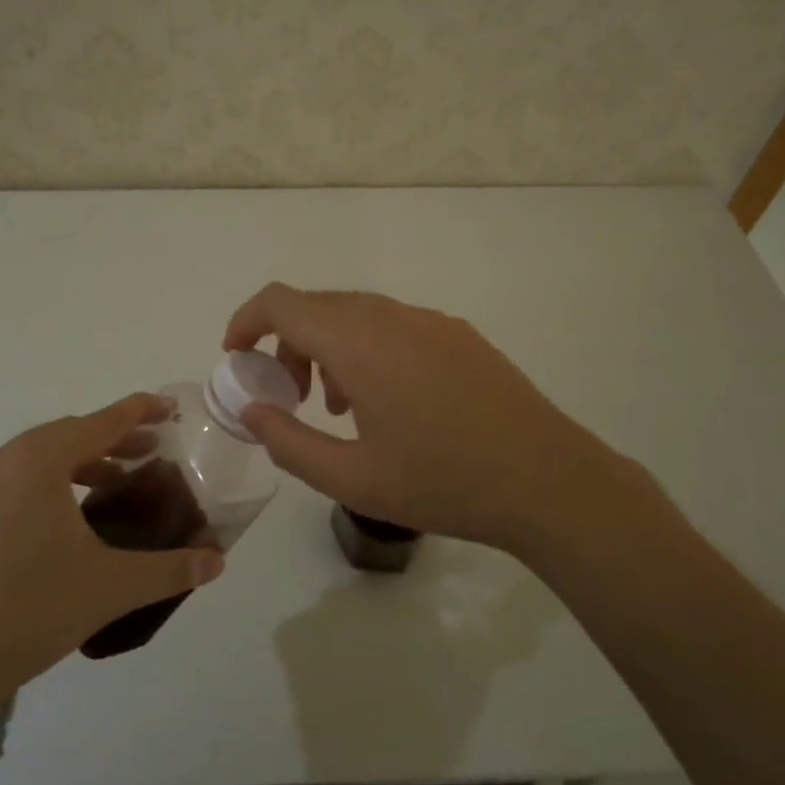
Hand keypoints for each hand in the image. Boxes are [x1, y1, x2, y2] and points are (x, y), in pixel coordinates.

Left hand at [0, 394, 223, 714]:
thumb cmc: (29, 611)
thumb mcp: (110, 587)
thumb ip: (168, 569)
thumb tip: (216, 562)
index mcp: (37, 460)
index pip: (101, 421)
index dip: (140, 411)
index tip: (170, 408)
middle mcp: (1, 460)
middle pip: (69, 436)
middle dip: (113, 441)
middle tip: (151, 452)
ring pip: (36, 460)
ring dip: (79, 465)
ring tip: (112, 486)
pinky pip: (11, 485)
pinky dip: (46, 487)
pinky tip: (61, 525)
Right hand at [223, 284, 643, 555]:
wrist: (548, 480)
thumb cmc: (443, 482)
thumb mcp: (351, 478)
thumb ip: (288, 442)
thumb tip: (250, 410)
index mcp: (358, 342)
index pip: (282, 302)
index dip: (247, 321)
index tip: (236, 357)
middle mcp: (390, 315)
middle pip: (316, 306)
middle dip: (286, 343)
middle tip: (288, 396)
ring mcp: (428, 320)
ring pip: (355, 313)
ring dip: (327, 346)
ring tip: (337, 406)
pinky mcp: (457, 332)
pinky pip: (392, 324)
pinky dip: (366, 348)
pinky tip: (388, 400)